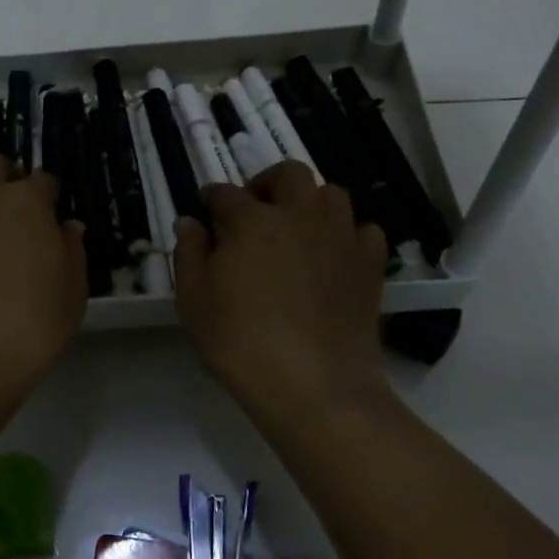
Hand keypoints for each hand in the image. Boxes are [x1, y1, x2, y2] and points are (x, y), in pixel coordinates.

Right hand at [174, 161, 388, 419]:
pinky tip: (334, 254)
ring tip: (297, 228)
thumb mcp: (193, 301)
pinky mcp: (369, 264)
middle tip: (256, 209)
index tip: (207, 210)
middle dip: (268, 183)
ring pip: (332, 194)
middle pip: (289, 174)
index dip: (212, 199)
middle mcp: (299, 216)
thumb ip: (189, 254)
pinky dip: (348, 234)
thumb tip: (190, 222)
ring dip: (311, 202)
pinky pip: (364, 231)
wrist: (313, 385)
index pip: (225, 194)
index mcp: (251, 221)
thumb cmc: (240, 342)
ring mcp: (340, 237)